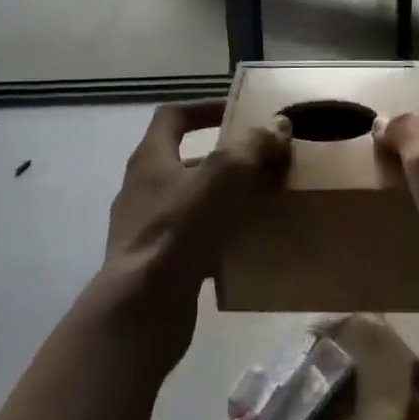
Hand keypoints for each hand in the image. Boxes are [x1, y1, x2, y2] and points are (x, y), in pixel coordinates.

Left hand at [102, 100, 291, 361]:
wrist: (141, 311)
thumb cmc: (179, 230)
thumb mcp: (224, 177)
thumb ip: (253, 146)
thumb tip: (278, 125)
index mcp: (151, 159)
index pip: (173, 116)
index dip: (204, 108)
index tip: (236, 111)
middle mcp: (142, 189)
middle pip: (185, 161)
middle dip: (224, 160)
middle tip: (261, 162)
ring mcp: (145, 230)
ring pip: (191, 203)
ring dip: (223, 200)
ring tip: (261, 203)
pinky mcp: (155, 266)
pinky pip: (192, 240)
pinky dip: (218, 238)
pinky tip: (246, 247)